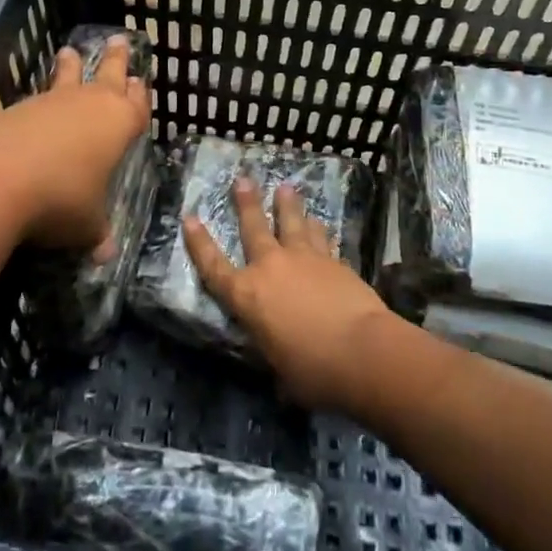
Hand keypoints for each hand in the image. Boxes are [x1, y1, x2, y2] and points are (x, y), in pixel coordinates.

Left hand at [0, 35, 150, 253]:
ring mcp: (50, 102)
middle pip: (107, 74)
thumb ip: (97, 233)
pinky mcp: (15, 109)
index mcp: (118, 124)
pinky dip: (40, 98)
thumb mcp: (86, 225)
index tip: (141, 81)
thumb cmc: (60, 199)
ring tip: (68, 52)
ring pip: (66, 78)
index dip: (139, 95)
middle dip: (115, 60)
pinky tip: (34, 104)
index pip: (137, 105)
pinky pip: (36, 97)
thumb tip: (105, 252)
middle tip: (119, 40)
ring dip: (69, 67)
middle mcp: (88, 104)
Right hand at [183, 178, 391, 410]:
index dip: (199, 243)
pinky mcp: (334, 261)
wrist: (362, 350)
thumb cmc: (313, 370)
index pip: (214, 266)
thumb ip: (276, 358)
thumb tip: (283, 371)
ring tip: (285, 187)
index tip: (189, 218)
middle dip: (246, 203)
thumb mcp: (281, 371)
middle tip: (242, 179)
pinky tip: (319, 221)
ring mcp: (305, 259)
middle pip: (254, 228)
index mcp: (247, 296)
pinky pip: (321, 238)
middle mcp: (271, 268)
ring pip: (292, 223)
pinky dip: (318, 229)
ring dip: (287, 205)